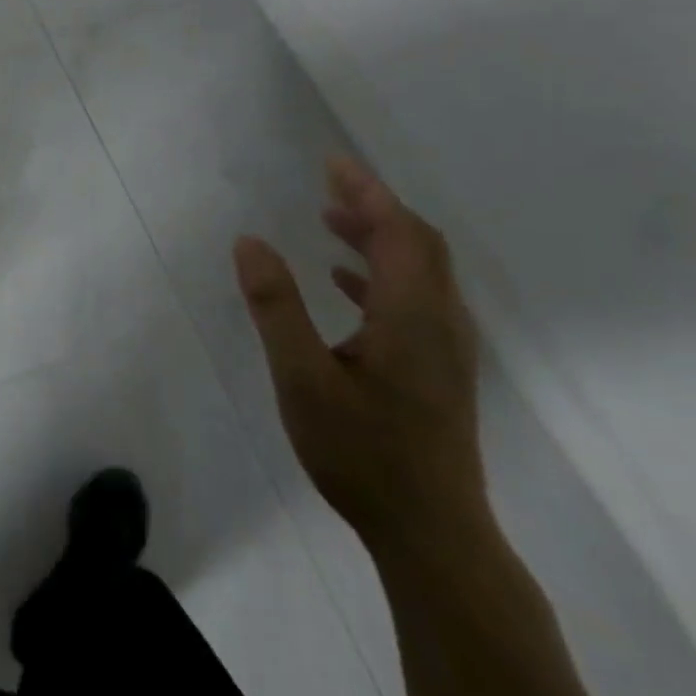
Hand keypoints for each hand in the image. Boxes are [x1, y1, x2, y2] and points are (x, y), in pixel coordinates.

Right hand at [233, 156, 485, 551]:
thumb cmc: (362, 452)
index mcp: (412, 315)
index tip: (332, 162)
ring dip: (379, 237)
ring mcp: (446, 348)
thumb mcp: (301, 377)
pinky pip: (415, 299)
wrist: (432, 533)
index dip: (366, 191)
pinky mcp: (439, 370)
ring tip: (330, 220)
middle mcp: (440, 321)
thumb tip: (249, 242)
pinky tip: (343, 282)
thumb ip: (275, 306)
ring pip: (420, 271)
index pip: (397, 231)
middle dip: (375, 206)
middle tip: (328, 183)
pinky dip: (381, 274)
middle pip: (418, 244)